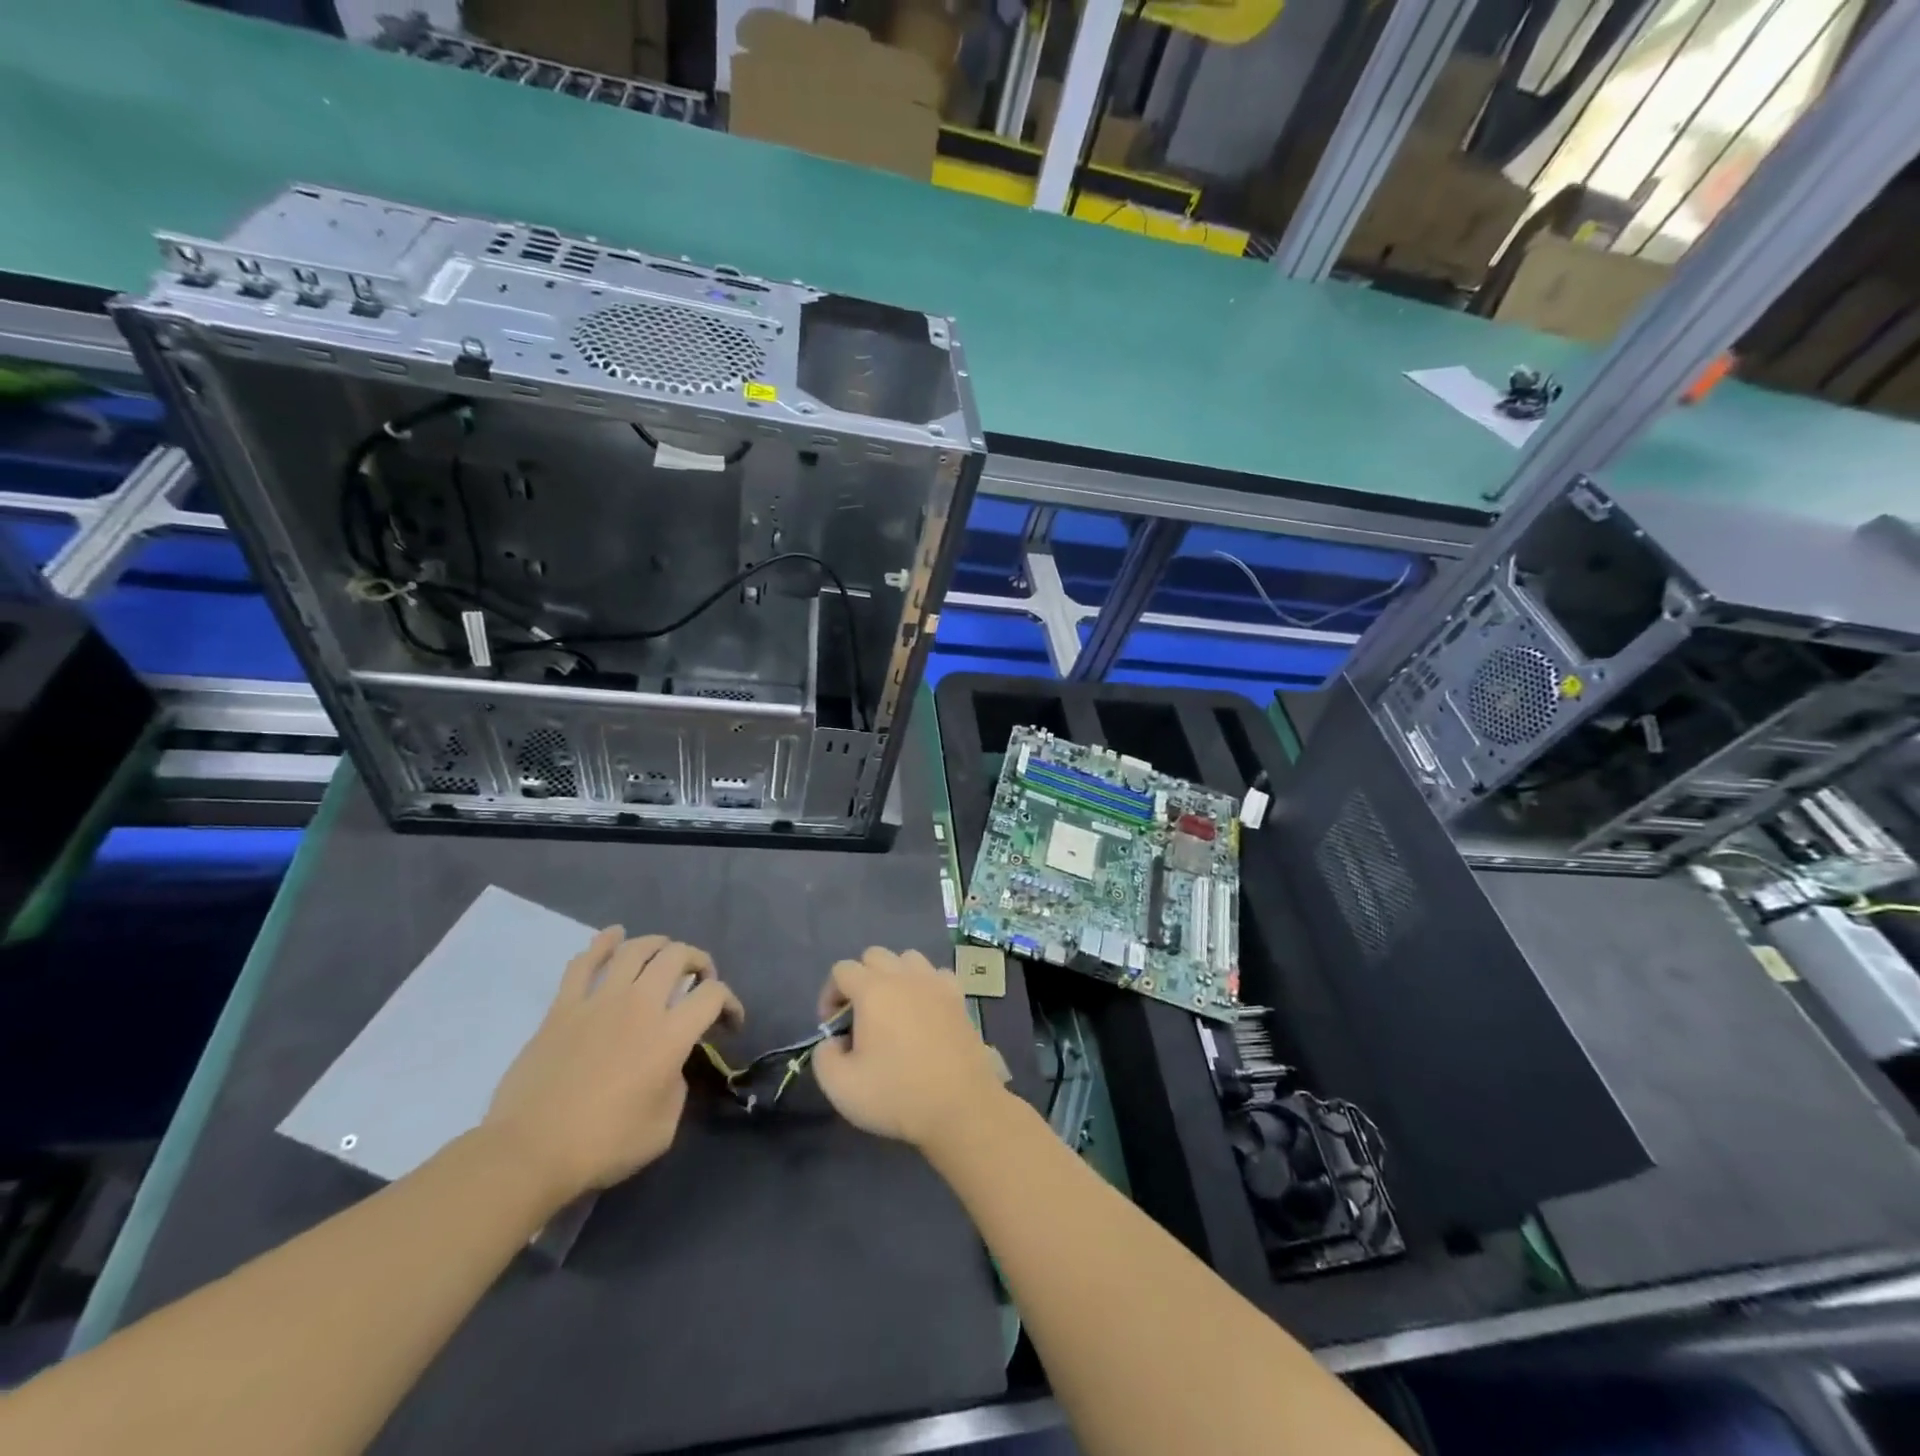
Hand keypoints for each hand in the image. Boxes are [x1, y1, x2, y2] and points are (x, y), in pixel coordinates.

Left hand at [484, 928, 742, 1207]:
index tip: (729, 1023)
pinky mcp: (563, 1007)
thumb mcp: (664, 1125)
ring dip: (658, 945)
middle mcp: (640, 1005)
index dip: (730, 1003)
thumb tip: (668, 1065)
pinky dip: (603, 942)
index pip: (714, 995)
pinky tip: (614, 935)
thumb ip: (676, 1083)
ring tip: (664, 955)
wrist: (528, 1153)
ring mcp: (599, 1001)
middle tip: (699, 982)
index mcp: (670, 1035)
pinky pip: (584, 963)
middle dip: (699, 962)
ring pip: (636, 949)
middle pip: (678, 957)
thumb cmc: (603, 1145)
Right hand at [810, 947, 1006, 1151]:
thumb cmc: (897, 1094)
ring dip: (894, 976)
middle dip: (860, 980)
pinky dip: (926, 985)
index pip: (842, 970)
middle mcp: (904, 976)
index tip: (834, 1028)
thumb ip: (824, 1056)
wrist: (960, 1106)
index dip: (829, 995)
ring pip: (908, 959)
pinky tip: (925, 1012)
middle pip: (874, 956)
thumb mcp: (840, 1086)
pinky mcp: (959, 996)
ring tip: (893, 1011)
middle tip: (860, 1017)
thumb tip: (833, 1041)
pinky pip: (936, 974)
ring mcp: (935, 982)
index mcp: (873, 990)